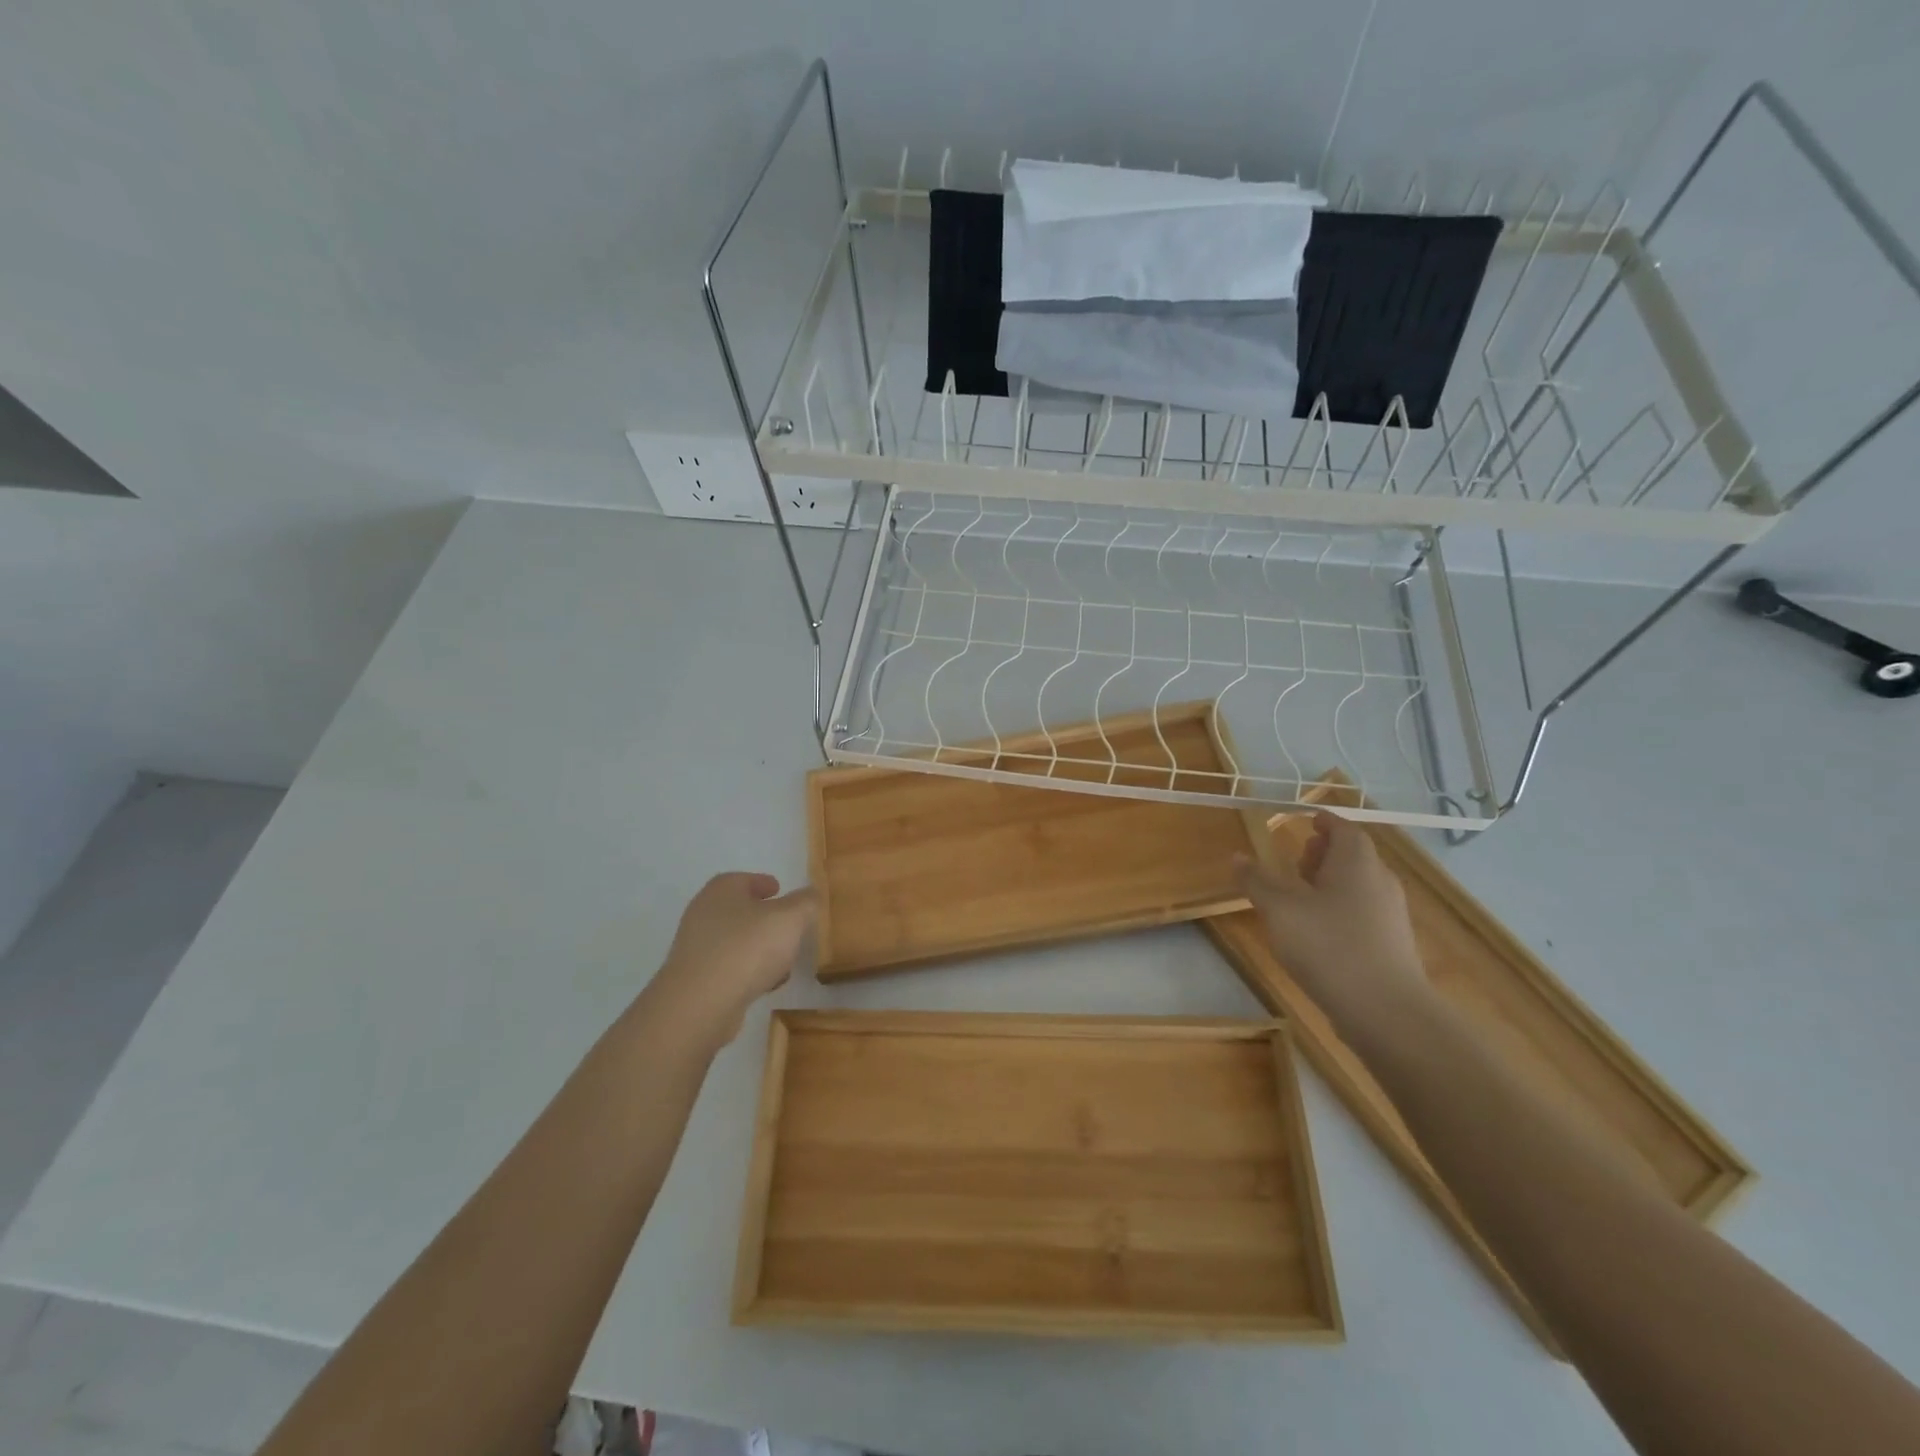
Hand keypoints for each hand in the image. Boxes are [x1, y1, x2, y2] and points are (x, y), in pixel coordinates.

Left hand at [645, 873, 817, 1047]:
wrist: (701, 1003)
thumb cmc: (748, 947)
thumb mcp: (790, 918)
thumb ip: (805, 902)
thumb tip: (810, 894)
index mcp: (722, 890)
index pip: (744, 879)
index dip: (763, 883)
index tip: (779, 889)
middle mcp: (704, 914)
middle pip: (739, 910)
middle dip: (764, 918)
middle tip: (787, 925)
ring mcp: (696, 948)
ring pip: (736, 941)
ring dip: (758, 947)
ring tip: (784, 960)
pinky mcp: (696, 980)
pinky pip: (729, 968)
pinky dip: (748, 972)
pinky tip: (767, 984)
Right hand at [1237, 812, 1430, 1040]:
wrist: (1385, 1012)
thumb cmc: (1329, 946)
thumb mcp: (1280, 909)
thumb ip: (1257, 881)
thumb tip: (1238, 856)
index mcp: (1356, 862)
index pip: (1343, 829)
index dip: (1324, 822)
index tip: (1306, 820)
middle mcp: (1380, 881)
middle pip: (1354, 856)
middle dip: (1326, 853)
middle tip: (1298, 856)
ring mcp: (1390, 915)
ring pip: (1359, 886)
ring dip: (1332, 882)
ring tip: (1301, 894)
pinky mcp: (1392, 945)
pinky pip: (1363, 912)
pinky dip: (1340, 909)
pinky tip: (1318, 930)